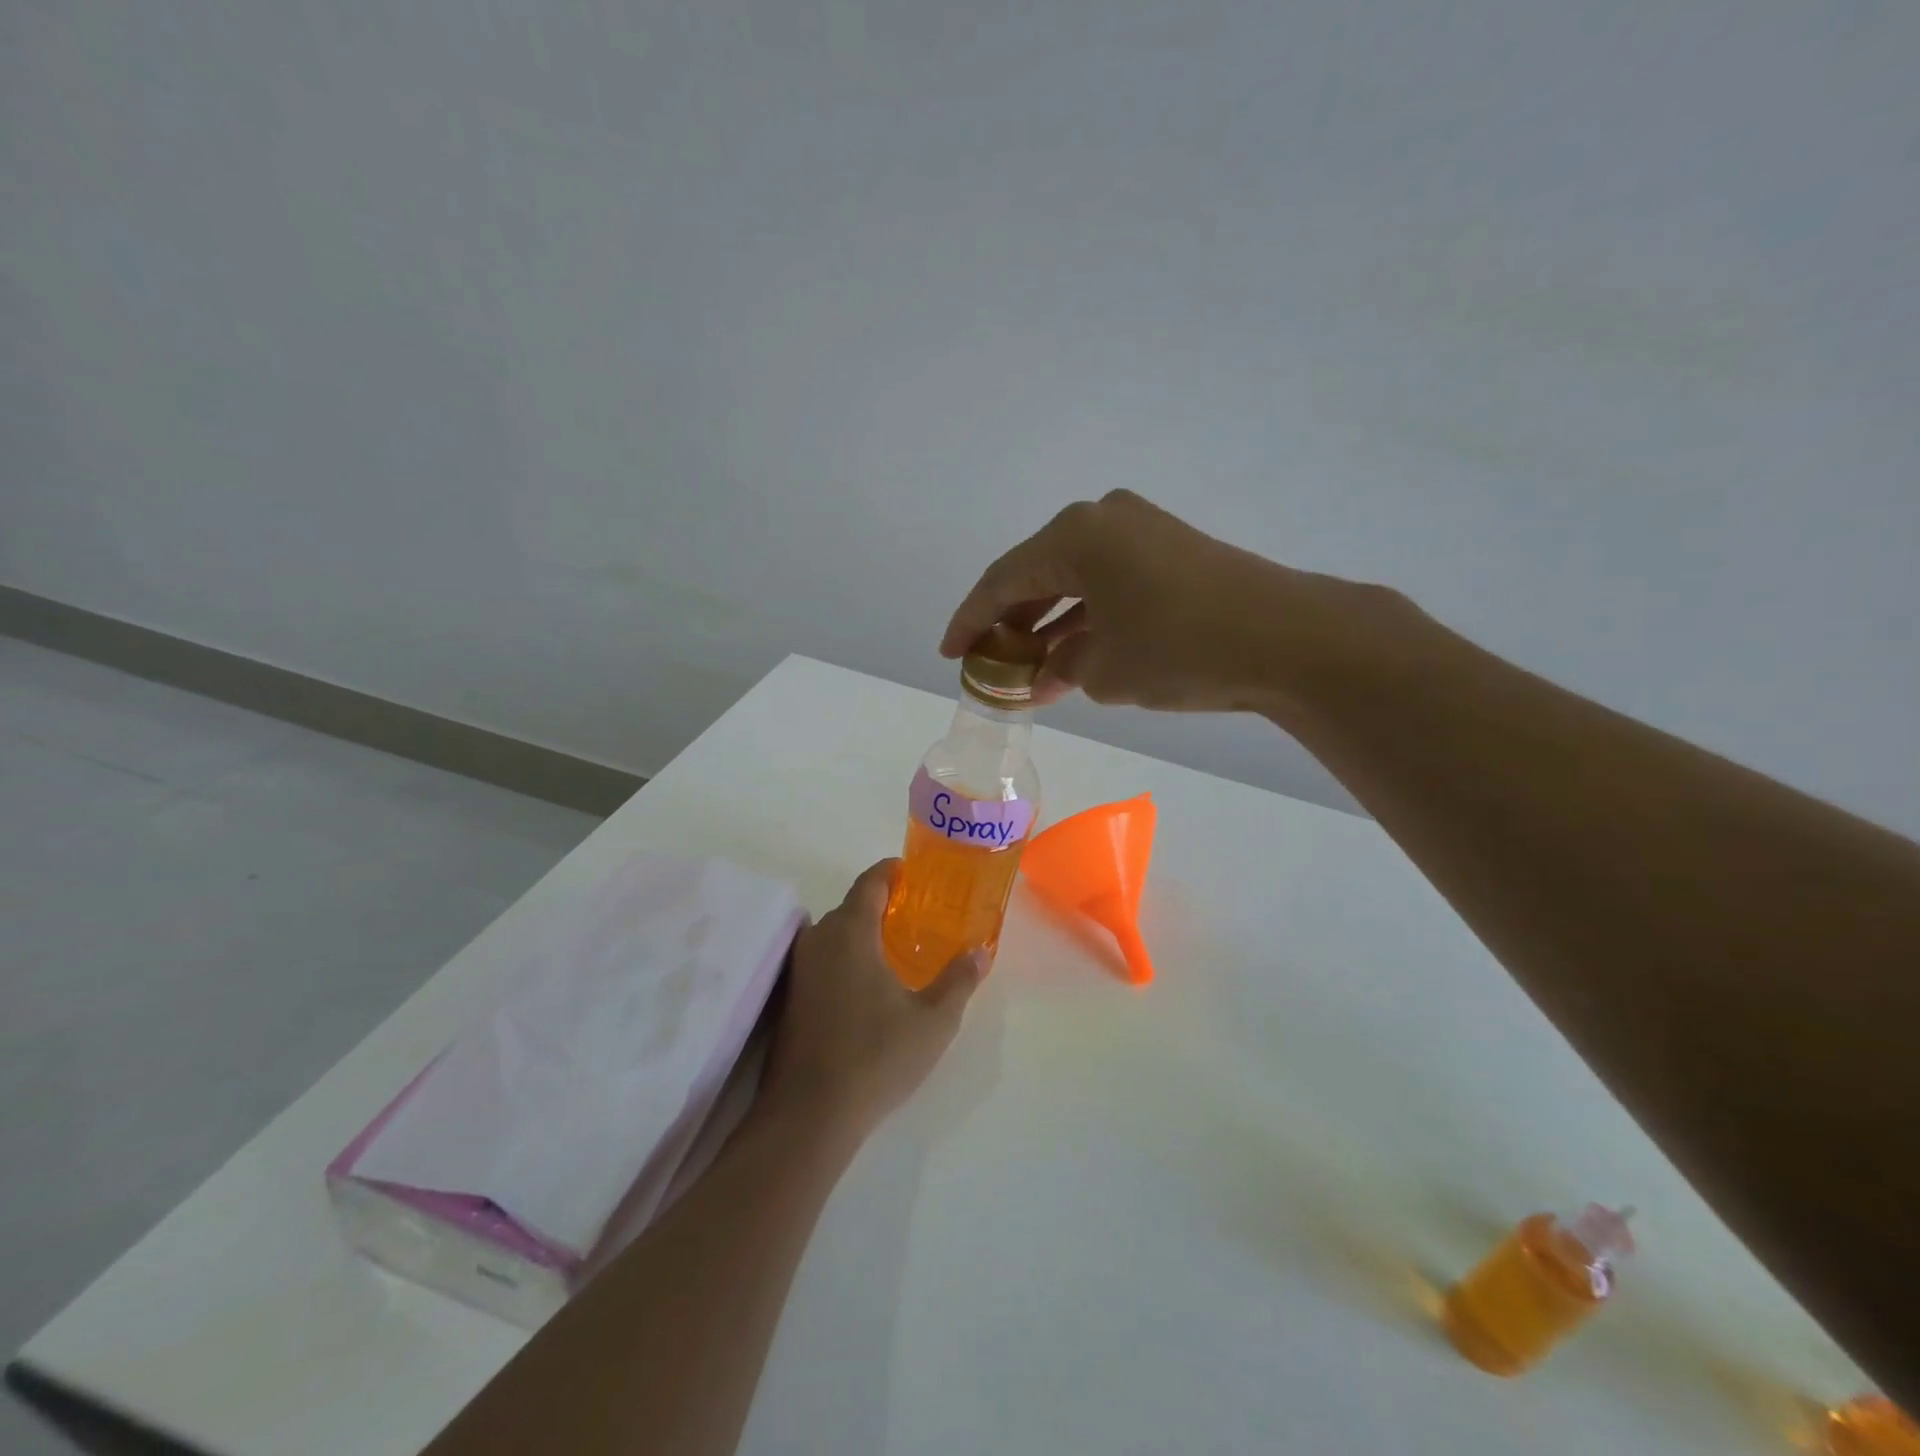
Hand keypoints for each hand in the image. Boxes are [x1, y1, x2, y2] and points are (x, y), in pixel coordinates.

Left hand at [759, 861, 982, 1138]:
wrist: (808, 1115)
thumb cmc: (876, 1056)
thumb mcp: (933, 1020)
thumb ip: (959, 980)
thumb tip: (980, 952)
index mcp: (850, 930)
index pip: (870, 881)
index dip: (893, 872)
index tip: (915, 874)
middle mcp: (818, 938)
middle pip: (851, 906)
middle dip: (883, 906)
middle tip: (917, 918)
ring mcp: (798, 969)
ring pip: (834, 935)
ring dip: (863, 935)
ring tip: (895, 951)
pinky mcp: (789, 998)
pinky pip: (822, 959)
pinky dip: (845, 959)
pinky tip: (866, 987)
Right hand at [941, 489, 1405, 717]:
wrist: (1287, 638)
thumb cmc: (1179, 649)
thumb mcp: (1103, 670)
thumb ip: (1060, 668)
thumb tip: (1046, 672)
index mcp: (1075, 535)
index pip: (1003, 580)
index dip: (971, 621)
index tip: (950, 653)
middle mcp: (1103, 519)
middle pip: (1037, 573)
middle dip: (1012, 623)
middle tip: (989, 662)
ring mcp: (1141, 531)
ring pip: (1074, 580)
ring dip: (1050, 624)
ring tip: (1027, 669)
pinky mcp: (1170, 550)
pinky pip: (1108, 582)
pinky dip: (1086, 617)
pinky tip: (1072, 653)